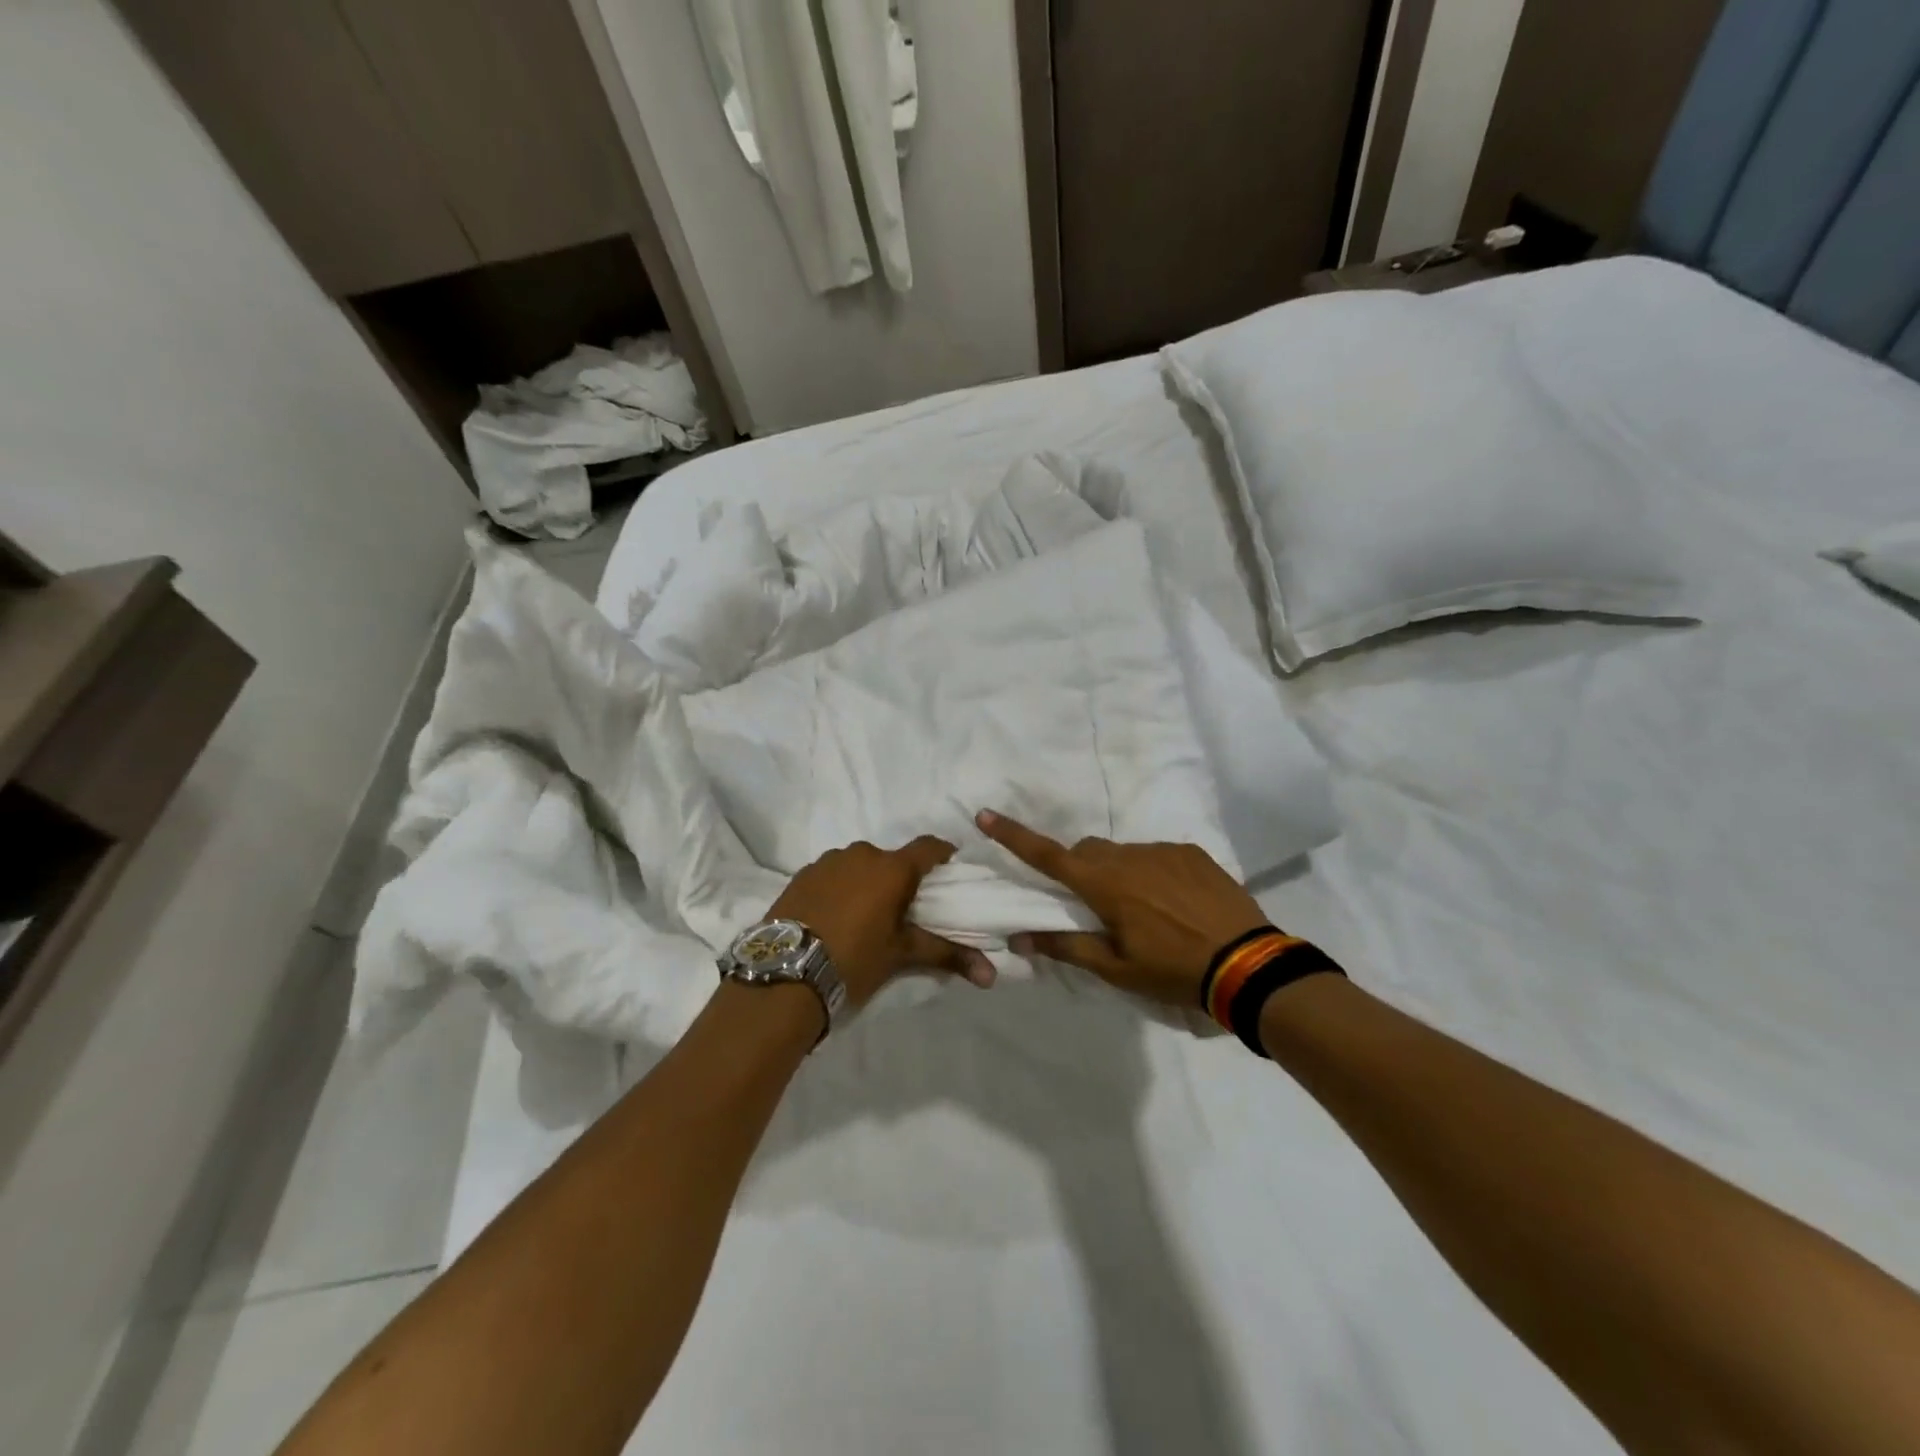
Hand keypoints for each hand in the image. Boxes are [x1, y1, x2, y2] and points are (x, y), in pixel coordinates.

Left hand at [766, 836, 996, 1008]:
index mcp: (892, 869)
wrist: (785, 975)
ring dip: (866, 882)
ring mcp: (827, 861)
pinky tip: (832, 916)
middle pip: (892, 859)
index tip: (948, 873)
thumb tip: (992, 976)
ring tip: (863, 916)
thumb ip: (947, 955)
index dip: (942, 856)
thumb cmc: (854, 960)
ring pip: (859, 865)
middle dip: (900, 879)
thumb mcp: (901, 956)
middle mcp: (861, 854)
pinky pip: (831, 874)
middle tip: (901, 910)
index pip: (929, 847)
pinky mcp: (801, 874)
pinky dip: (838, 888)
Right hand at [977, 810, 1267, 1008]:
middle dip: (1077, 868)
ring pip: (1122, 853)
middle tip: (1091, 904)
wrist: (1248, 963)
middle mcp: (1129, 857)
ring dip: (1117, 872)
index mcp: (1104, 884)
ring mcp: (1163, 850)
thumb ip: (1066, 948)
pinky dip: (1150, 872)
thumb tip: (1019, 939)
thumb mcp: (1116, 969)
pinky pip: (1155, 854)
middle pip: (1086, 851)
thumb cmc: (1173, 970)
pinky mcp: (1191, 852)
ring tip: (1142, 911)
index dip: (1013, 836)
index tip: (985, 815)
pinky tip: (1172, 903)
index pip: (1048, 855)